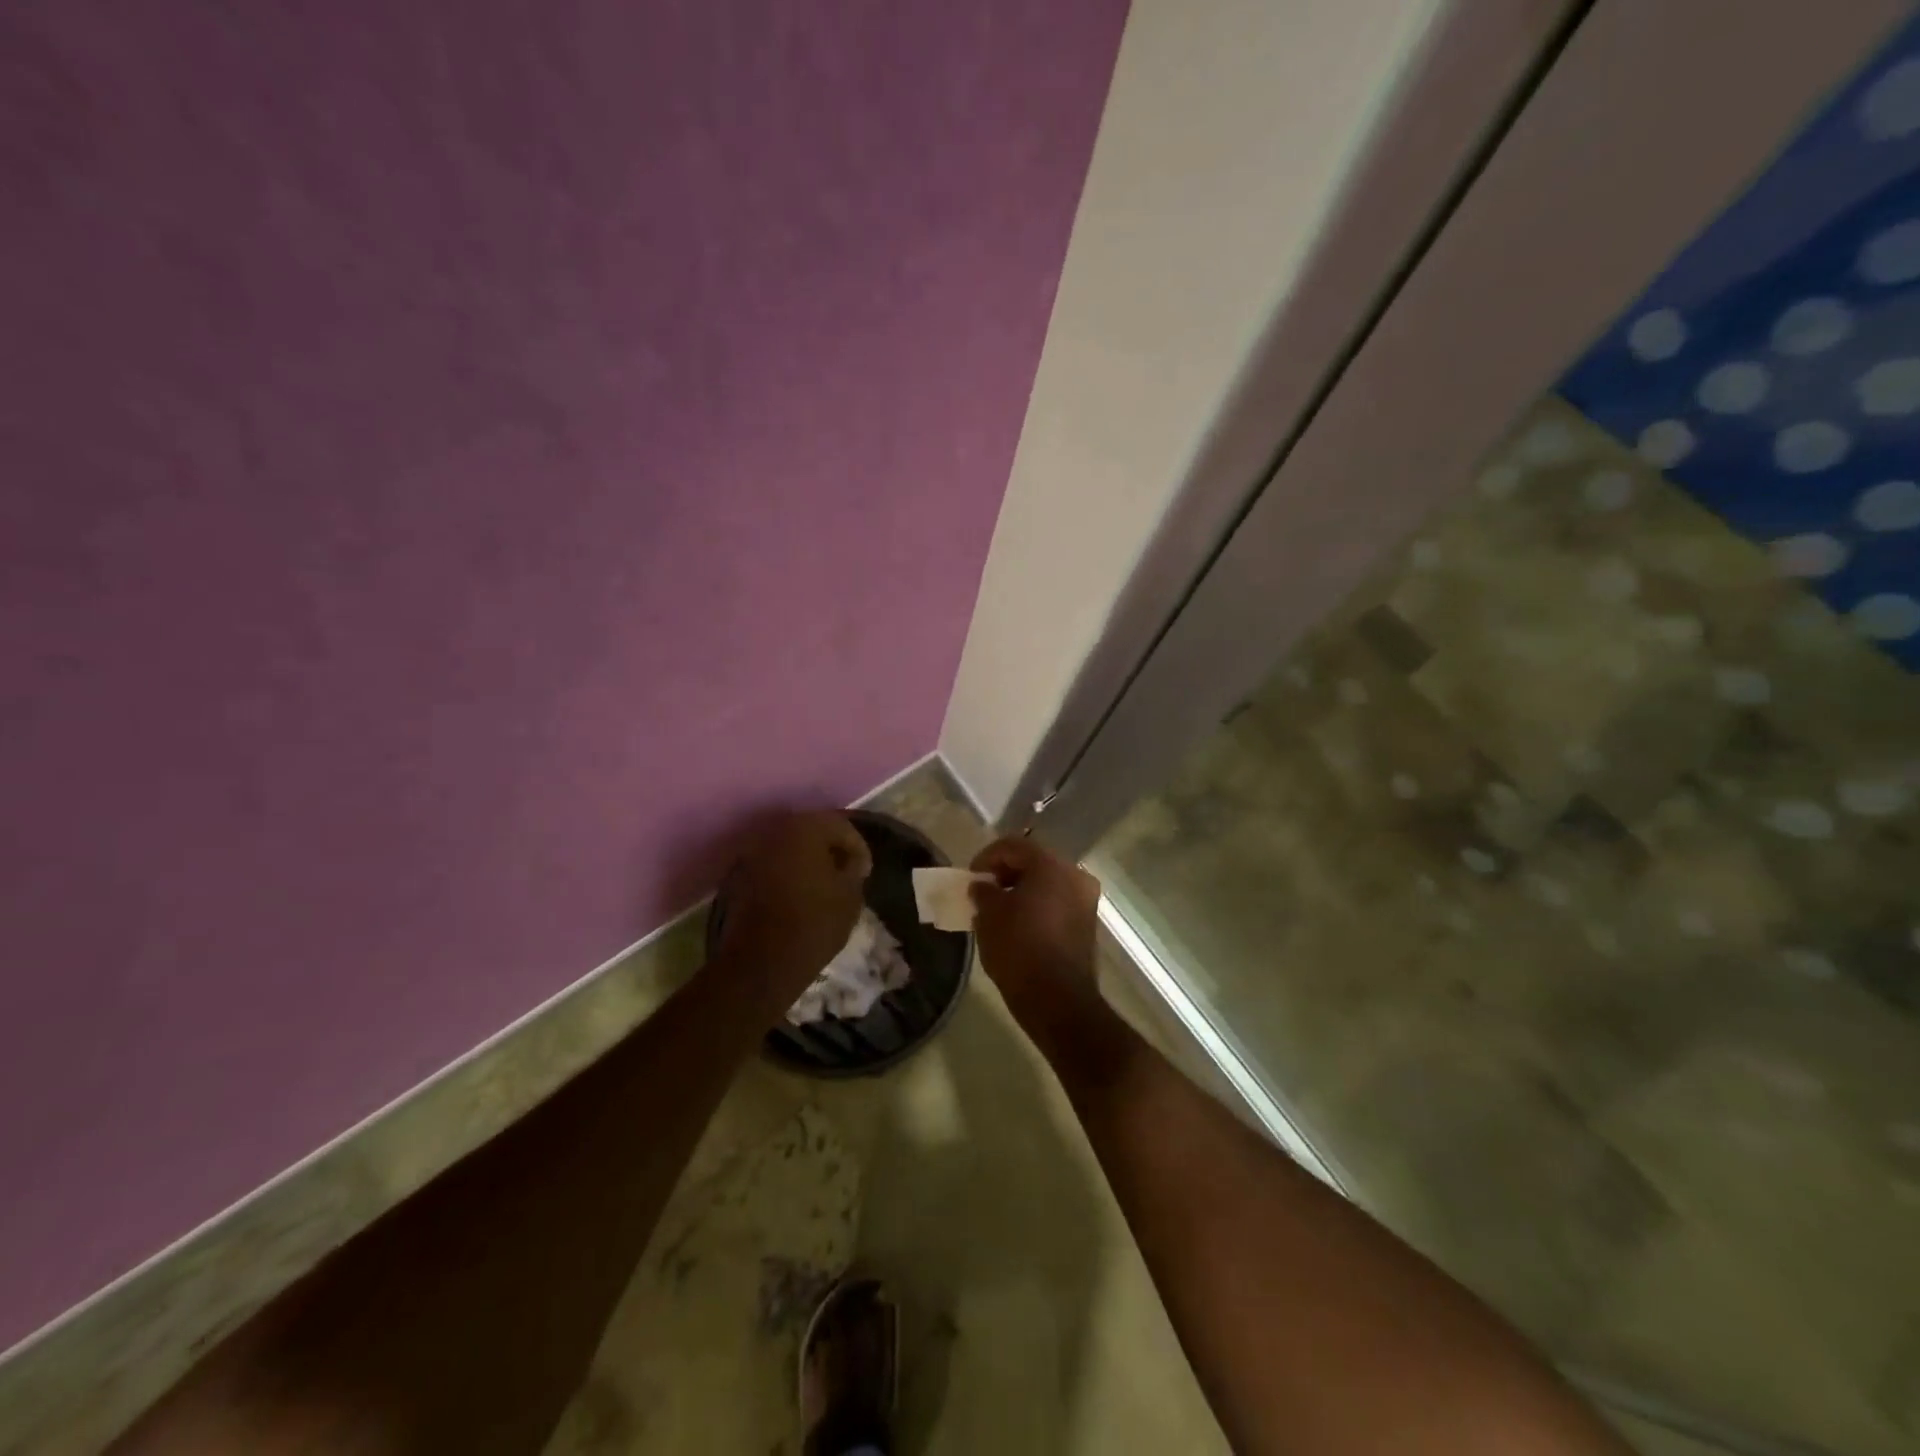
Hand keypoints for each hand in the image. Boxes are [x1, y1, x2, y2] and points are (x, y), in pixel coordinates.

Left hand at [720, 812, 871, 995]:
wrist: (761, 962)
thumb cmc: (814, 924)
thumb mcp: (850, 896)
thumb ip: (854, 869)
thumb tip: (851, 861)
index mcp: (805, 828)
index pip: (840, 825)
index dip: (858, 847)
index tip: (865, 872)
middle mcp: (774, 832)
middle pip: (811, 831)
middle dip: (830, 849)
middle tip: (846, 873)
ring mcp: (752, 853)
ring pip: (789, 848)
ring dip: (807, 861)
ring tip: (823, 886)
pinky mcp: (737, 876)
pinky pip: (772, 865)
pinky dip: (787, 873)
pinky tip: (799, 895)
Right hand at [968, 837, 1103, 1040]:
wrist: (1058, 1001)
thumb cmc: (1019, 949)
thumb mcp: (989, 916)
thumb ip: (983, 891)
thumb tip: (983, 886)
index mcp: (1051, 865)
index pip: (1014, 845)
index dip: (987, 857)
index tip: (971, 877)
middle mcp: (1075, 875)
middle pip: (1034, 861)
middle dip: (1006, 872)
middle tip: (983, 890)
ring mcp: (1085, 899)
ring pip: (1048, 882)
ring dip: (1022, 889)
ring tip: (998, 908)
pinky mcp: (1087, 922)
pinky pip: (1057, 901)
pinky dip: (1038, 904)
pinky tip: (1018, 922)